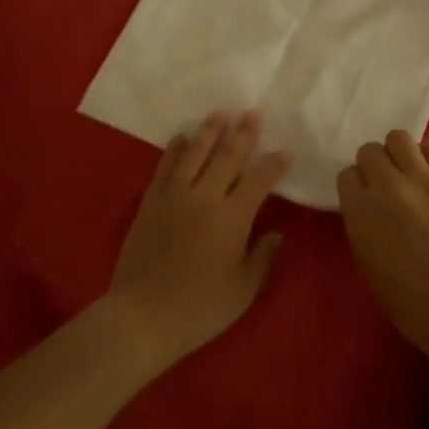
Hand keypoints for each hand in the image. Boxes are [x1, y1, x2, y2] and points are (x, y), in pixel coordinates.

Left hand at [105, 112, 289, 367]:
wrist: (142, 315)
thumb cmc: (200, 308)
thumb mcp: (243, 289)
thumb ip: (262, 257)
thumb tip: (276, 234)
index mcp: (232, 218)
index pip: (259, 181)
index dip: (274, 164)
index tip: (285, 150)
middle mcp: (205, 197)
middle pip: (227, 157)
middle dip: (243, 134)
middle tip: (252, 112)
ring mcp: (174, 196)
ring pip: (195, 154)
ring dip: (209, 132)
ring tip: (220, 113)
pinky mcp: (151, 202)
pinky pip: (165, 167)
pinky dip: (175, 149)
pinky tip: (181, 138)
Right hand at [336, 131, 428, 353]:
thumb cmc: (409, 302)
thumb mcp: (368, 263)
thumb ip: (363, 226)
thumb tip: (370, 209)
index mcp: (360, 211)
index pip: (347, 175)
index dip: (356, 186)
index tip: (365, 199)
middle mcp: (387, 186)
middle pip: (370, 151)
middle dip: (374, 165)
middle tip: (387, 185)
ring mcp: (424, 179)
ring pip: (399, 138)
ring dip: (399, 153)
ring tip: (410, 173)